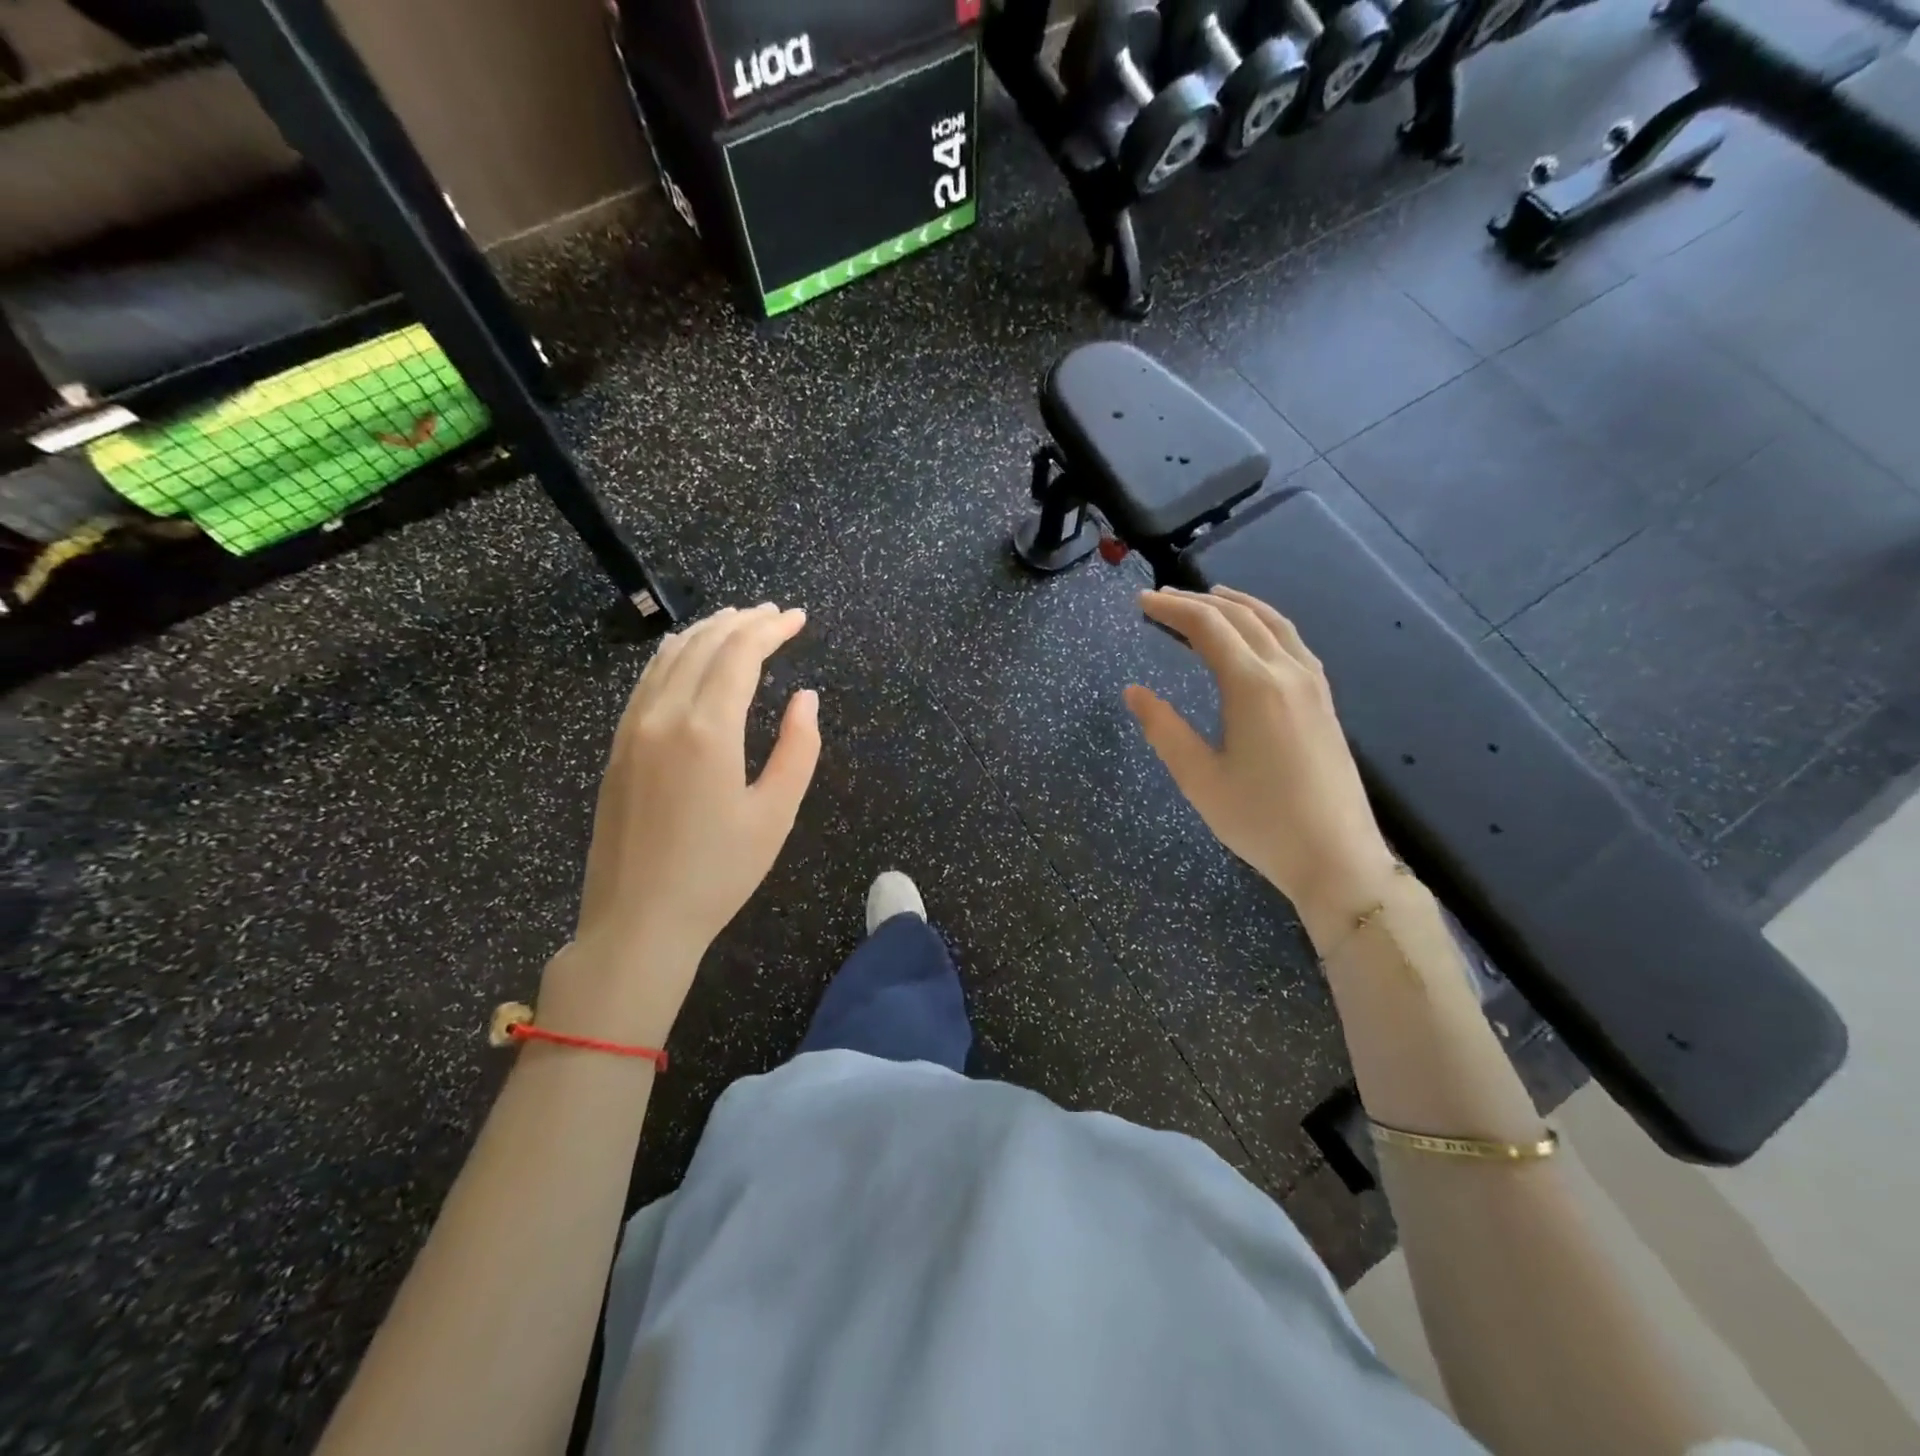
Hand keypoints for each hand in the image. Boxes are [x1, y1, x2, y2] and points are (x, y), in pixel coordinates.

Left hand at [539, 604, 820, 1046]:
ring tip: (736, 622)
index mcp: (708, 730)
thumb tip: (806, 697)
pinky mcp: (617, 748)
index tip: (797, 618)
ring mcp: (633, 730)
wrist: (638, 921)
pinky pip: (646, 682)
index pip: (740, 655)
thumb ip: (799, 748)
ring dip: (706, 632)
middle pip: (704, 646)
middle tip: (773, 614)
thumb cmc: (718, 873)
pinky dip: (672, 656)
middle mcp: (664, 716)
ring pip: (669, 658)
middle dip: (741, 622)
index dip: (771, 629)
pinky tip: (685, 654)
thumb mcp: (776, 814)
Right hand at [1123, 587, 1397, 947]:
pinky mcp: (1325, 701)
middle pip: (1240, 617)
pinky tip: (1256, 635)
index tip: (1140, 601)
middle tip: (1161, 598)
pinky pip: (1293, 641)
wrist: (1337, 857)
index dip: (1171, 609)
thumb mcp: (1200, 779)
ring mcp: (1313, 684)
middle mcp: (1287, 672)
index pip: (1207, 627)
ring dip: (1237, 605)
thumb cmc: (1261, 821)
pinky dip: (1266, 623)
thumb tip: (1133, 691)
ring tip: (1209, 597)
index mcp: (1253, 686)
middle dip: (1197, 602)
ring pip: (1273, 623)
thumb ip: (1164, 729)